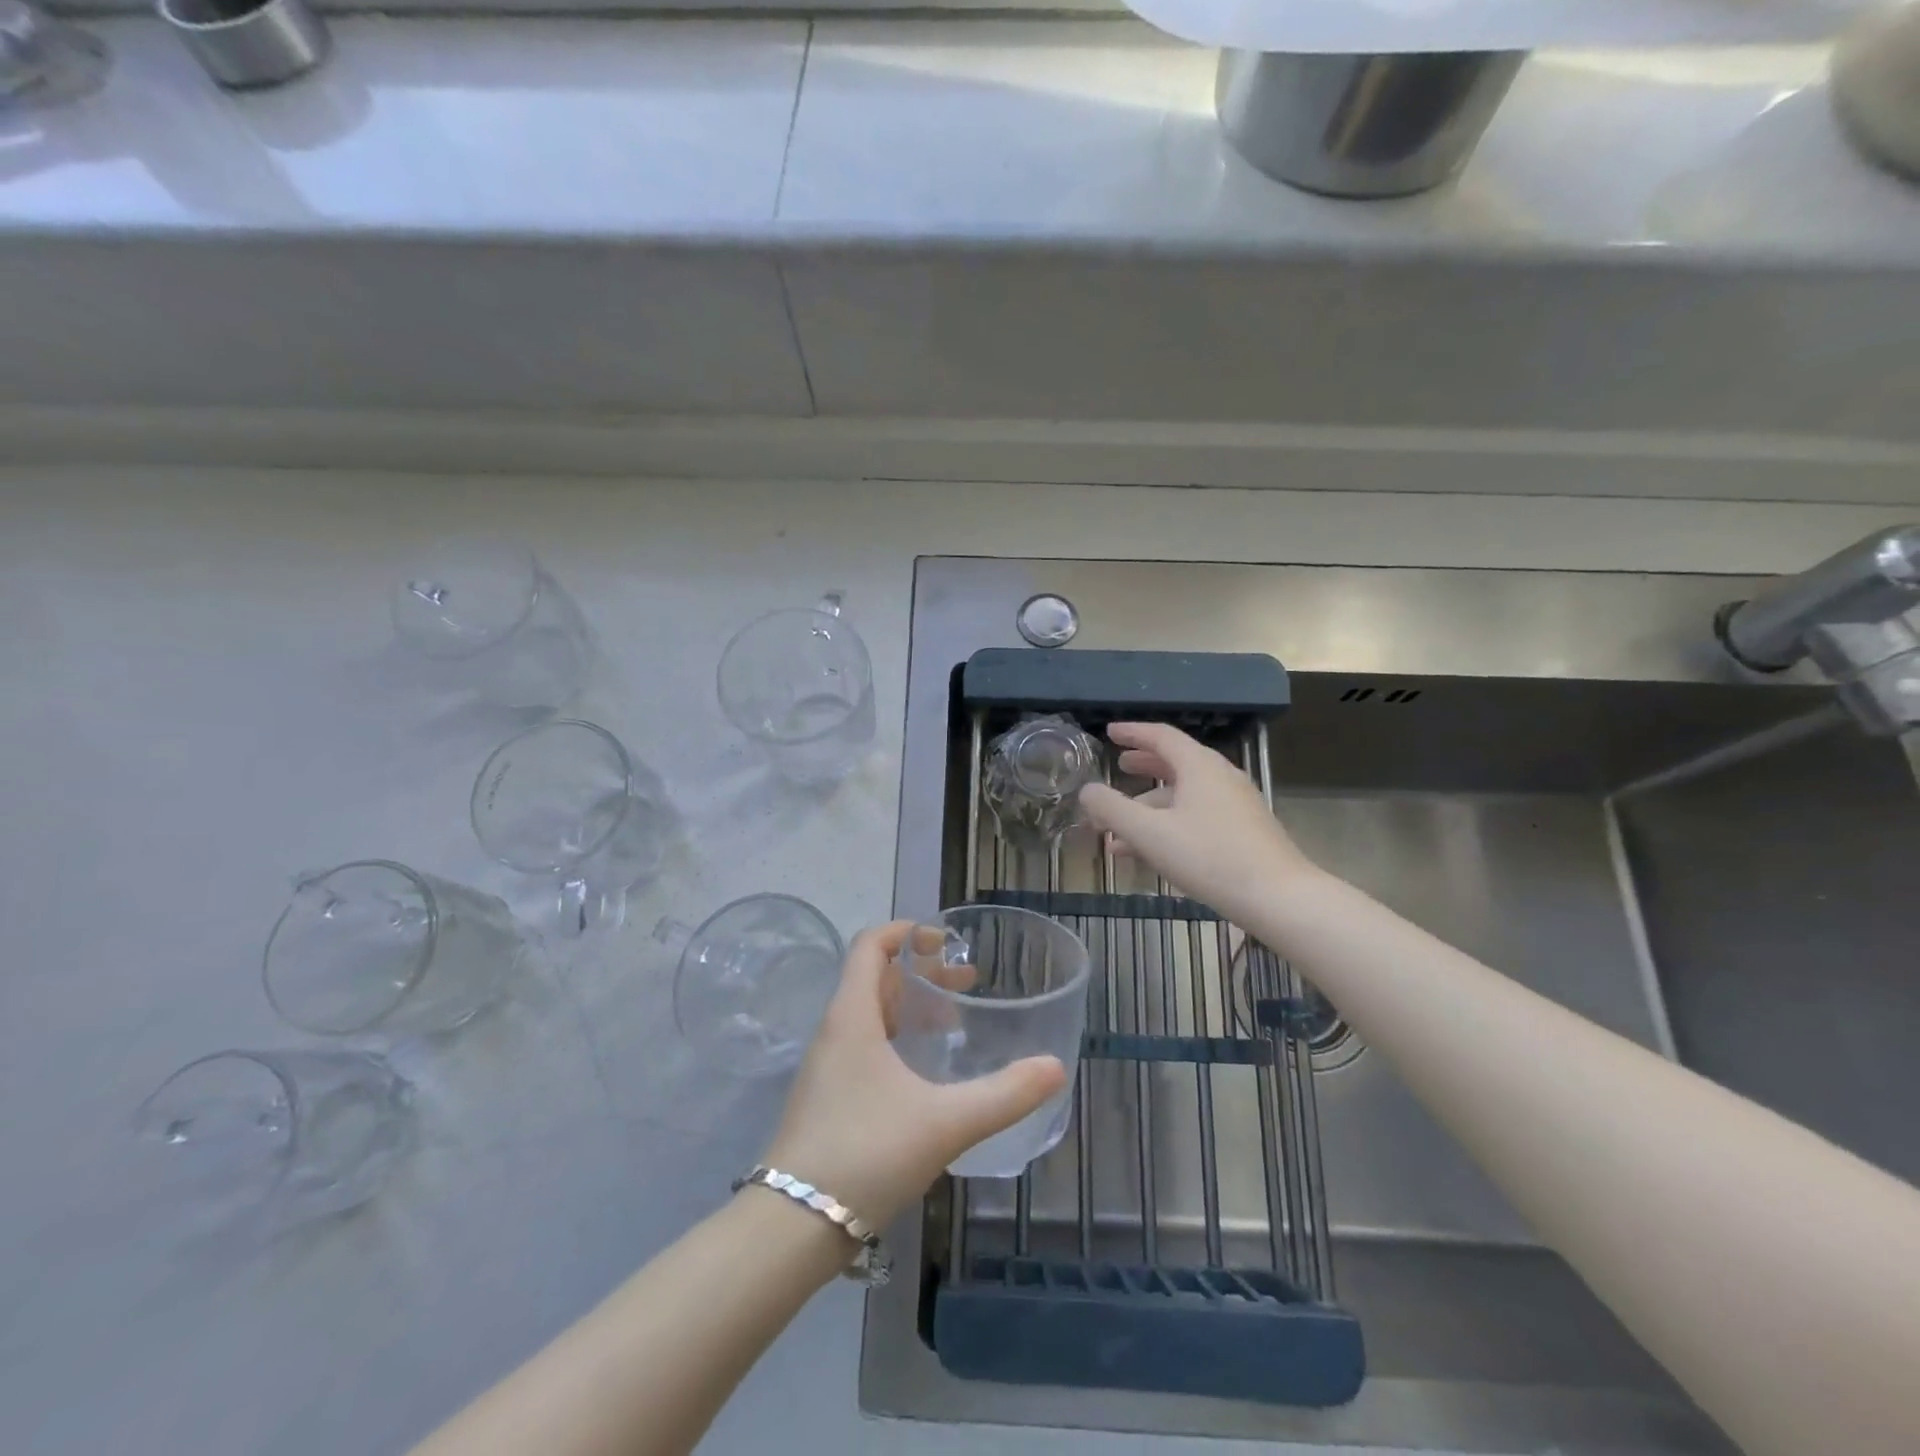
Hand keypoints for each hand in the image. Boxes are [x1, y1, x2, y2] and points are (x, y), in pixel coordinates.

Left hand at [761, 921, 1066, 1228]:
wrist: (791, 1227)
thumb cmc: (866, 1153)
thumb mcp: (944, 1122)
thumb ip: (1003, 1095)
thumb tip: (1055, 1068)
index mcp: (852, 1016)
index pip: (870, 945)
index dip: (906, 931)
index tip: (945, 939)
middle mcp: (835, 1031)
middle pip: (875, 978)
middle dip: (922, 973)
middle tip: (967, 984)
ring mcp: (826, 1067)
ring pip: (870, 1014)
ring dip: (910, 1007)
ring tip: (954, 1026)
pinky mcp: (827, 1099)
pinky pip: (864, 1046)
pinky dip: (897, 1040)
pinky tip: (925, 1076)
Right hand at [1079, 722, 1320, 922]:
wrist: (1279, 898)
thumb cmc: (1209, 857)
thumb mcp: (1150, 833)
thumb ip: (1112, 809)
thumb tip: (1087, 790)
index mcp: (1199, 766)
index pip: (1161, 736)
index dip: (1133, 732)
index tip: (1110, 732)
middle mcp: (1220, 777)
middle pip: (1175, 763)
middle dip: (1144, 766)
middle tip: (1120, 766)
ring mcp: (1235, 805)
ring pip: (1184, 796)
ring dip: (1149, 807)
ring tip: (1117, 830)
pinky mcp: (1243, 831)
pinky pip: (1197, 816)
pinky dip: (1169, 824)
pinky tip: (1149, 853)